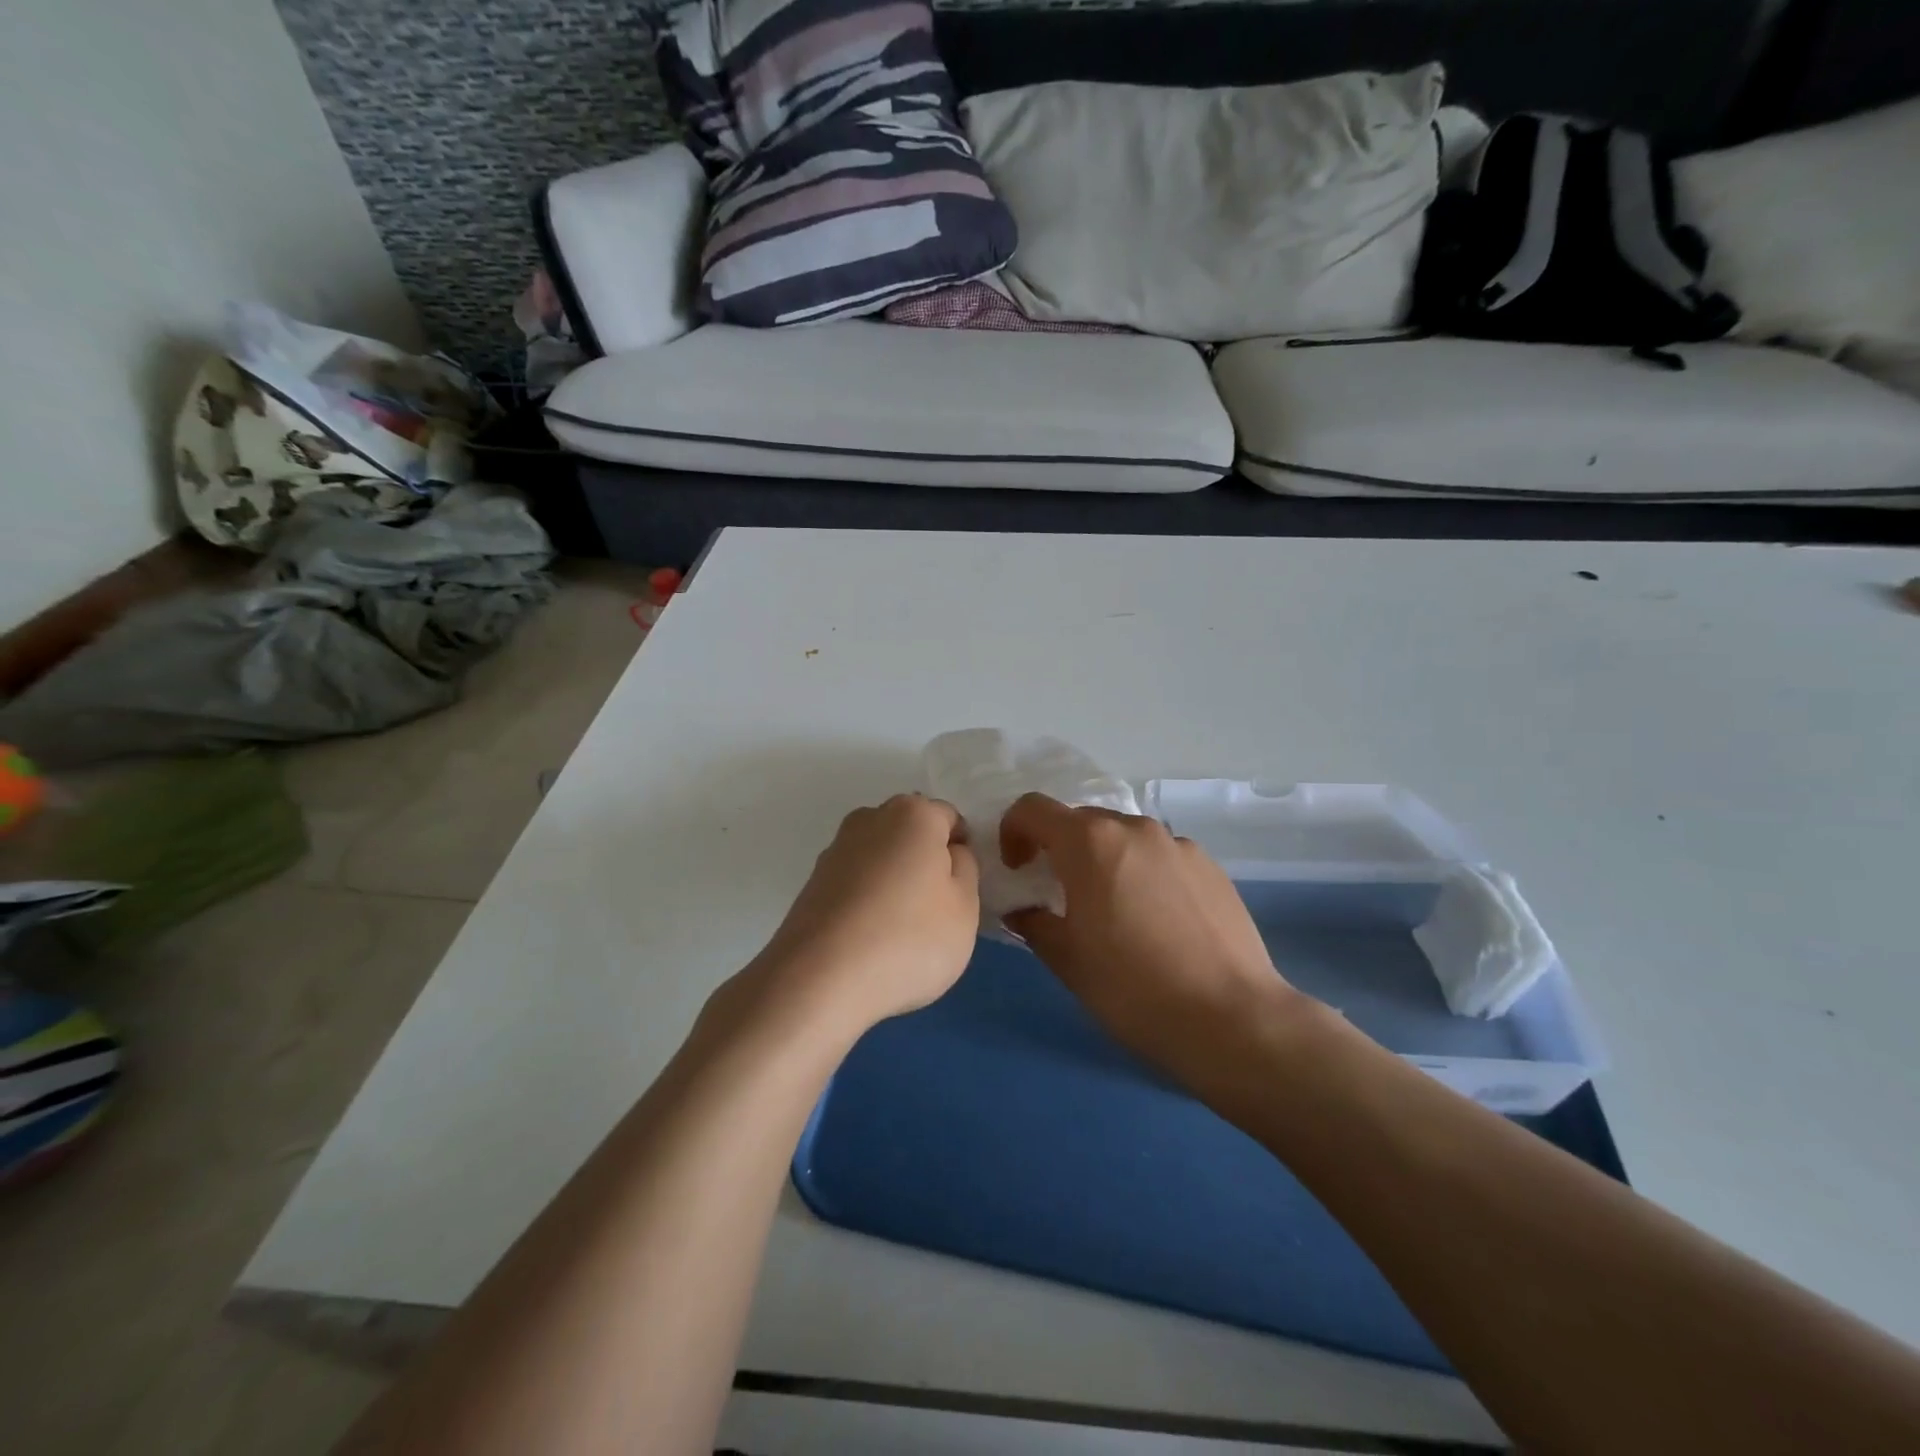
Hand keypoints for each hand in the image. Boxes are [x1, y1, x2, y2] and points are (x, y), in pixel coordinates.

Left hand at [729, 795, 980, 1039]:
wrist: (820, 979)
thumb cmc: (909, 938)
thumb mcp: (965, 907)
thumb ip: (965, 869)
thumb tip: (949, 853)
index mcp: (914, 813)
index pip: (950, 819)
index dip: (961, 852)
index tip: (960, 891)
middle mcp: (870, 818)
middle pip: (911, 833)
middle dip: (924, 862)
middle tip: (934, 911)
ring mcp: (835, 849)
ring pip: (880, 858)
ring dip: (893, 881)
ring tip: (898, 931)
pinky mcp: (812, 882)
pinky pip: (855, 883)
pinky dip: (866, 901)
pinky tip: (869, 939)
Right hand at [1001, 794, 1300, 1083]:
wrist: (1231, 1019)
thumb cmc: (1132, 989)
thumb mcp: (1067, 960)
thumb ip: (1034, 923)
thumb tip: (1023, 911)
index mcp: (1089, 842)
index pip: (1033, 809)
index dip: (1013, 832)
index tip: (1018, 870)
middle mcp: (1134, 828)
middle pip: (1081, 821)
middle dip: (1061, 849)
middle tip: (1061, 895)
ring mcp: (1178, 844)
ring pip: (1125, 838)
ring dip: (1105, 860)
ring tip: (1115, 912)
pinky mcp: (1211, 866)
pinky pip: (1161, 856)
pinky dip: (1145, 873)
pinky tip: (1158, 922)